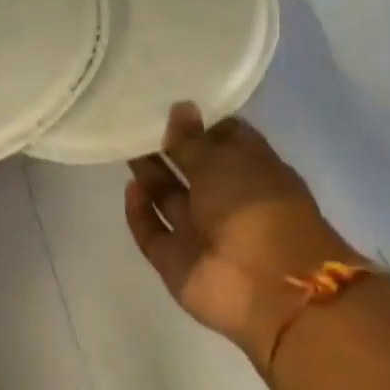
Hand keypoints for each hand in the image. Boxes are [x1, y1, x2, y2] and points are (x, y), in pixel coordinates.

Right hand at [126, 104, 358, 371]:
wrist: (266, 286)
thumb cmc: (254, 208)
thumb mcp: (222, 161)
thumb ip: (192, 139)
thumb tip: (179, 107)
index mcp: (253, 170)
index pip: (224, 138)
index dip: (199, 122)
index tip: (168, 103)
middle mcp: (227, 199)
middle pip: (192, 168)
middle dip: (167, 147)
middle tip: (135, 122)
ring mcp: (201, 232)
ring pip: (170, 199)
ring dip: (151, 175)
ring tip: (123, 146)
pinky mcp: (177, 260)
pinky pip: (153, 232)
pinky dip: (141, 212)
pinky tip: (129, 187)